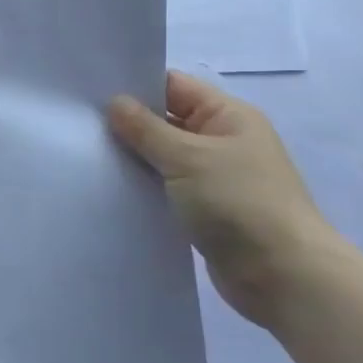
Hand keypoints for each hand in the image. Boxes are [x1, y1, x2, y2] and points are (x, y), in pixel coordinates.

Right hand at [108, 71, 335, 325]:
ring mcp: (214, 176)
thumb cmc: (239, 203)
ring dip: (133, 157)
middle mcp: (222, 141)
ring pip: (163, 156)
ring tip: (86, 154)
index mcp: (228, 116)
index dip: (135, 86)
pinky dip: (143, 186)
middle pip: (166, 120)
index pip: (174, 86)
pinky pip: (166, 187)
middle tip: (79, 124)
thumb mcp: (187, 158)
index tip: (91, 91)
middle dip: (128, 123)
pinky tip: (110, 187)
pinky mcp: (204, 209)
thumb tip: (115, 102)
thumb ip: (146, 129)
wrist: (283, 277)